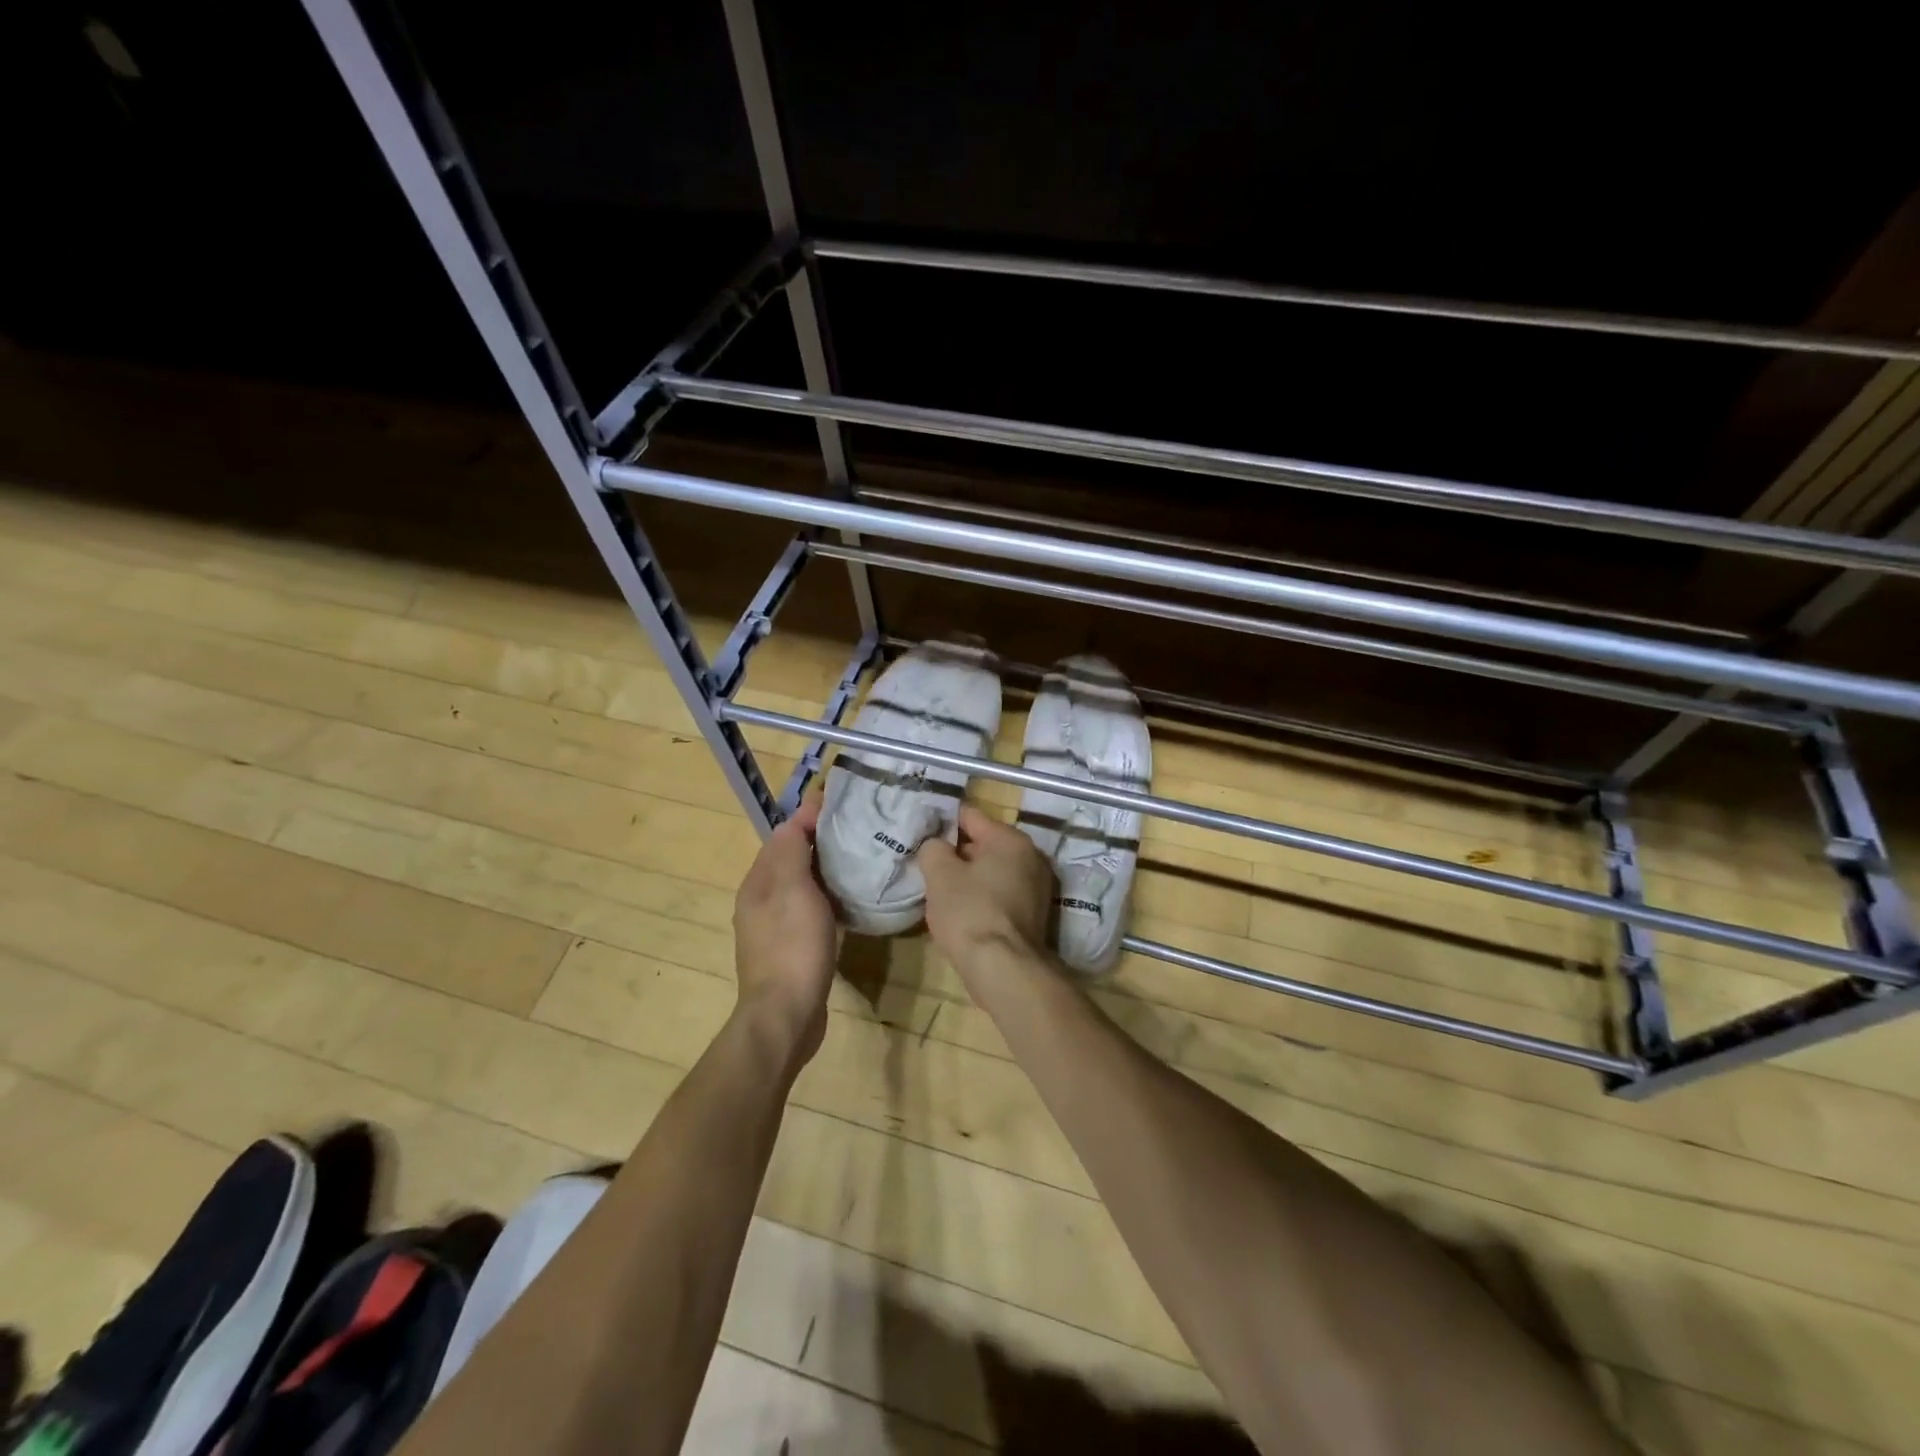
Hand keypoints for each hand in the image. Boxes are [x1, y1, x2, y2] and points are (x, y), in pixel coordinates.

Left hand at [733, 796, 836, 1066]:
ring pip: (800, 886)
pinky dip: (826, 899)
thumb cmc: (792, 946)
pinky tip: (846, 902)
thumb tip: (799, 814)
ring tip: (857, 861)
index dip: (809, 818)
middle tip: (857, 831)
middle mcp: (759, 901)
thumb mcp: (793, 889)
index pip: (782, 836)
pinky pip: (808, 911)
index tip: (843, 804)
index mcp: (757, 883)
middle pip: (790, 860)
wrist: (786, 1015)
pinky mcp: (789, 950)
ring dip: (823, 871)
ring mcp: (773, 928)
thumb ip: (792, 849)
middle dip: (818, 843)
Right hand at [916, 805, 1054, 972]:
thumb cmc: (969, 912)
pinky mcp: (1035, 914)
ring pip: (993, 870)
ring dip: (970, 876)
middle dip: (957, 852)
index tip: (922, 832)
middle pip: (984, 843)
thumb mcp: (940, 874)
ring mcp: (1037, 886)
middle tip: (928, 863)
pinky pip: (1002, 893)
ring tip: (941, 889)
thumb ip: (933, 848)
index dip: (943, 822)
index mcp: (1010, 839)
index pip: (970, 816)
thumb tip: (937, 844)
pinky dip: (984, 896)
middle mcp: (1031, 856)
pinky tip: (962, 910)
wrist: (1004, 969)